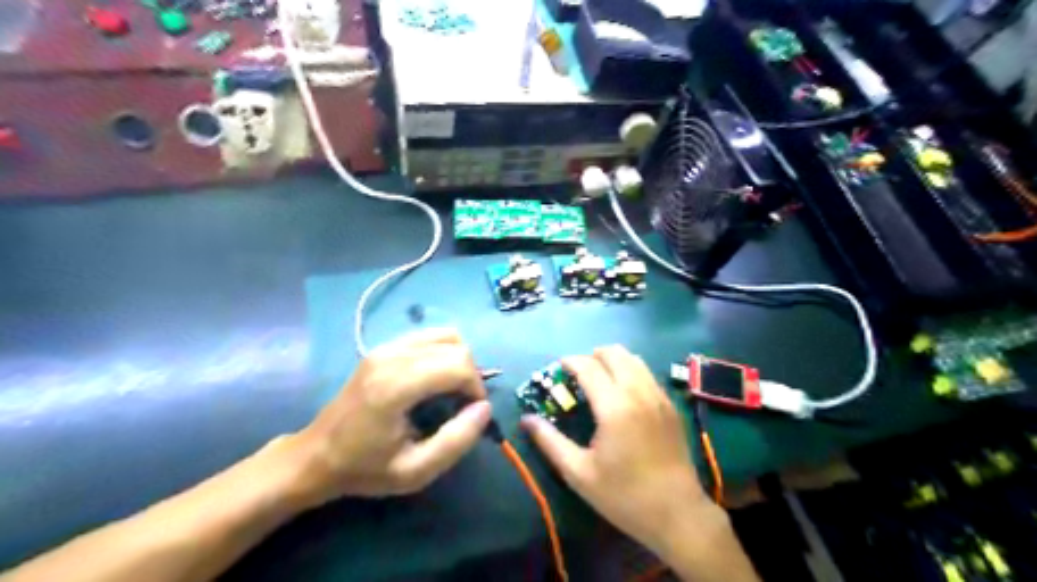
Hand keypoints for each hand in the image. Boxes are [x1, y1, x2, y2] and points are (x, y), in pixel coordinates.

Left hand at [283, 330, 491, 507]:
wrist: (316, 456)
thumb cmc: (364, 468)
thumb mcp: (415, 471)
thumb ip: (456, 441)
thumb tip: (485, 408)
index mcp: (396, 386)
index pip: (458, 365)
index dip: (476, 388)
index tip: (473, 413)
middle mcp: (392, 356)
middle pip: (455, 347)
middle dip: (471, 374)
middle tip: (463, 405)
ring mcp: (385, 347)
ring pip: (446, 335)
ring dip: (459, 361)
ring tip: (452, 389)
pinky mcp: (383, 347)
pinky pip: (429, 336)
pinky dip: (444, 352)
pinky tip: (436, 378)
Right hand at [522, 345, 718, 554]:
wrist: (677, 514)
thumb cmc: (623, 495)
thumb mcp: (579, 473)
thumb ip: (550, 441)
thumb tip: (526, 420)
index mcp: (614, 406)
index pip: (588, 366)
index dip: (570, 362)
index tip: (558, 368)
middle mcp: (639, 392)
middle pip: (615, 353)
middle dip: (592, 356)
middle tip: (578, 374)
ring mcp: (659, 397)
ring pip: (634, 359)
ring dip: (613, 360)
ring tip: (599, 379)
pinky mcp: (671, 406)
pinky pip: (648, 374)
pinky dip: (631, 372)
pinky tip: (623, 394)